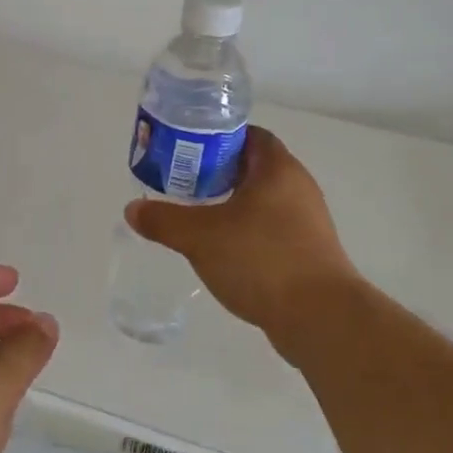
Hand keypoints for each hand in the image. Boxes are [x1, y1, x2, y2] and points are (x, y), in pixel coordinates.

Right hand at [124, 127, 363, 351]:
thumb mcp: (200, 237)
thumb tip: (132, 209)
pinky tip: (225, 250)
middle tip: (185, 183)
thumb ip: (164, 220)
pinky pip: (273, 228)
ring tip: (199, 217)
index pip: (249, 135)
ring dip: (233, 204)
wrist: (320, 318)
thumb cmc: (261, 260)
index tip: (188, 150)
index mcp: (277, 169)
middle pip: (254, 167)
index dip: (218, 137)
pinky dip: (248, 231)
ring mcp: (308, 221)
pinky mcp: (310, 252)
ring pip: (264, 200)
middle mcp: (298, 187)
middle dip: (219, 172)